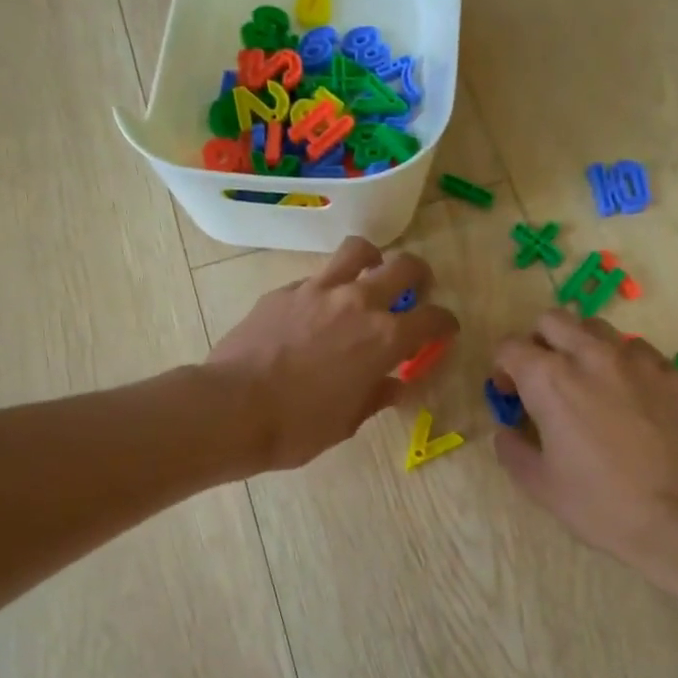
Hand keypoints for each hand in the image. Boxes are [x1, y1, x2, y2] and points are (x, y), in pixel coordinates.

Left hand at [208, 236, 458, 472]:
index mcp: (384, 338)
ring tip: (369, 276)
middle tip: (414, 291)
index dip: (445, 324)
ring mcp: (318, 290)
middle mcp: (358, 303)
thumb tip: (394, 385)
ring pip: (358, 251)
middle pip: (404, 267)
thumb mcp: (347, 421)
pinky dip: (326, 288)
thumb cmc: (298, 426)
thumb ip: (376, 395)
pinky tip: (316, 310)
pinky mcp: (284, 291)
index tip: (444, 330)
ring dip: (373, 260)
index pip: (433, 318)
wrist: (233, 409)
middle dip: (419, 276)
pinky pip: (315, 277)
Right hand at [492, 311, 677, 581]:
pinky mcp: (672, 372)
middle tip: (543, 380)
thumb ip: (512, 448)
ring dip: (580, 347)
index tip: (511, 395)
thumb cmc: (601, 504)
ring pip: (597, 328)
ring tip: (587, 385)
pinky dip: (621, 364)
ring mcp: (637, 360)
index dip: (502, 368)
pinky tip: (628, 400)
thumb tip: (508, 431)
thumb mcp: (539, 484)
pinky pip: (637, 350)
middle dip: (539, 343)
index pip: (510, 346)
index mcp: (550, 380)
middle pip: (553, 320)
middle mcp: (591, 356)